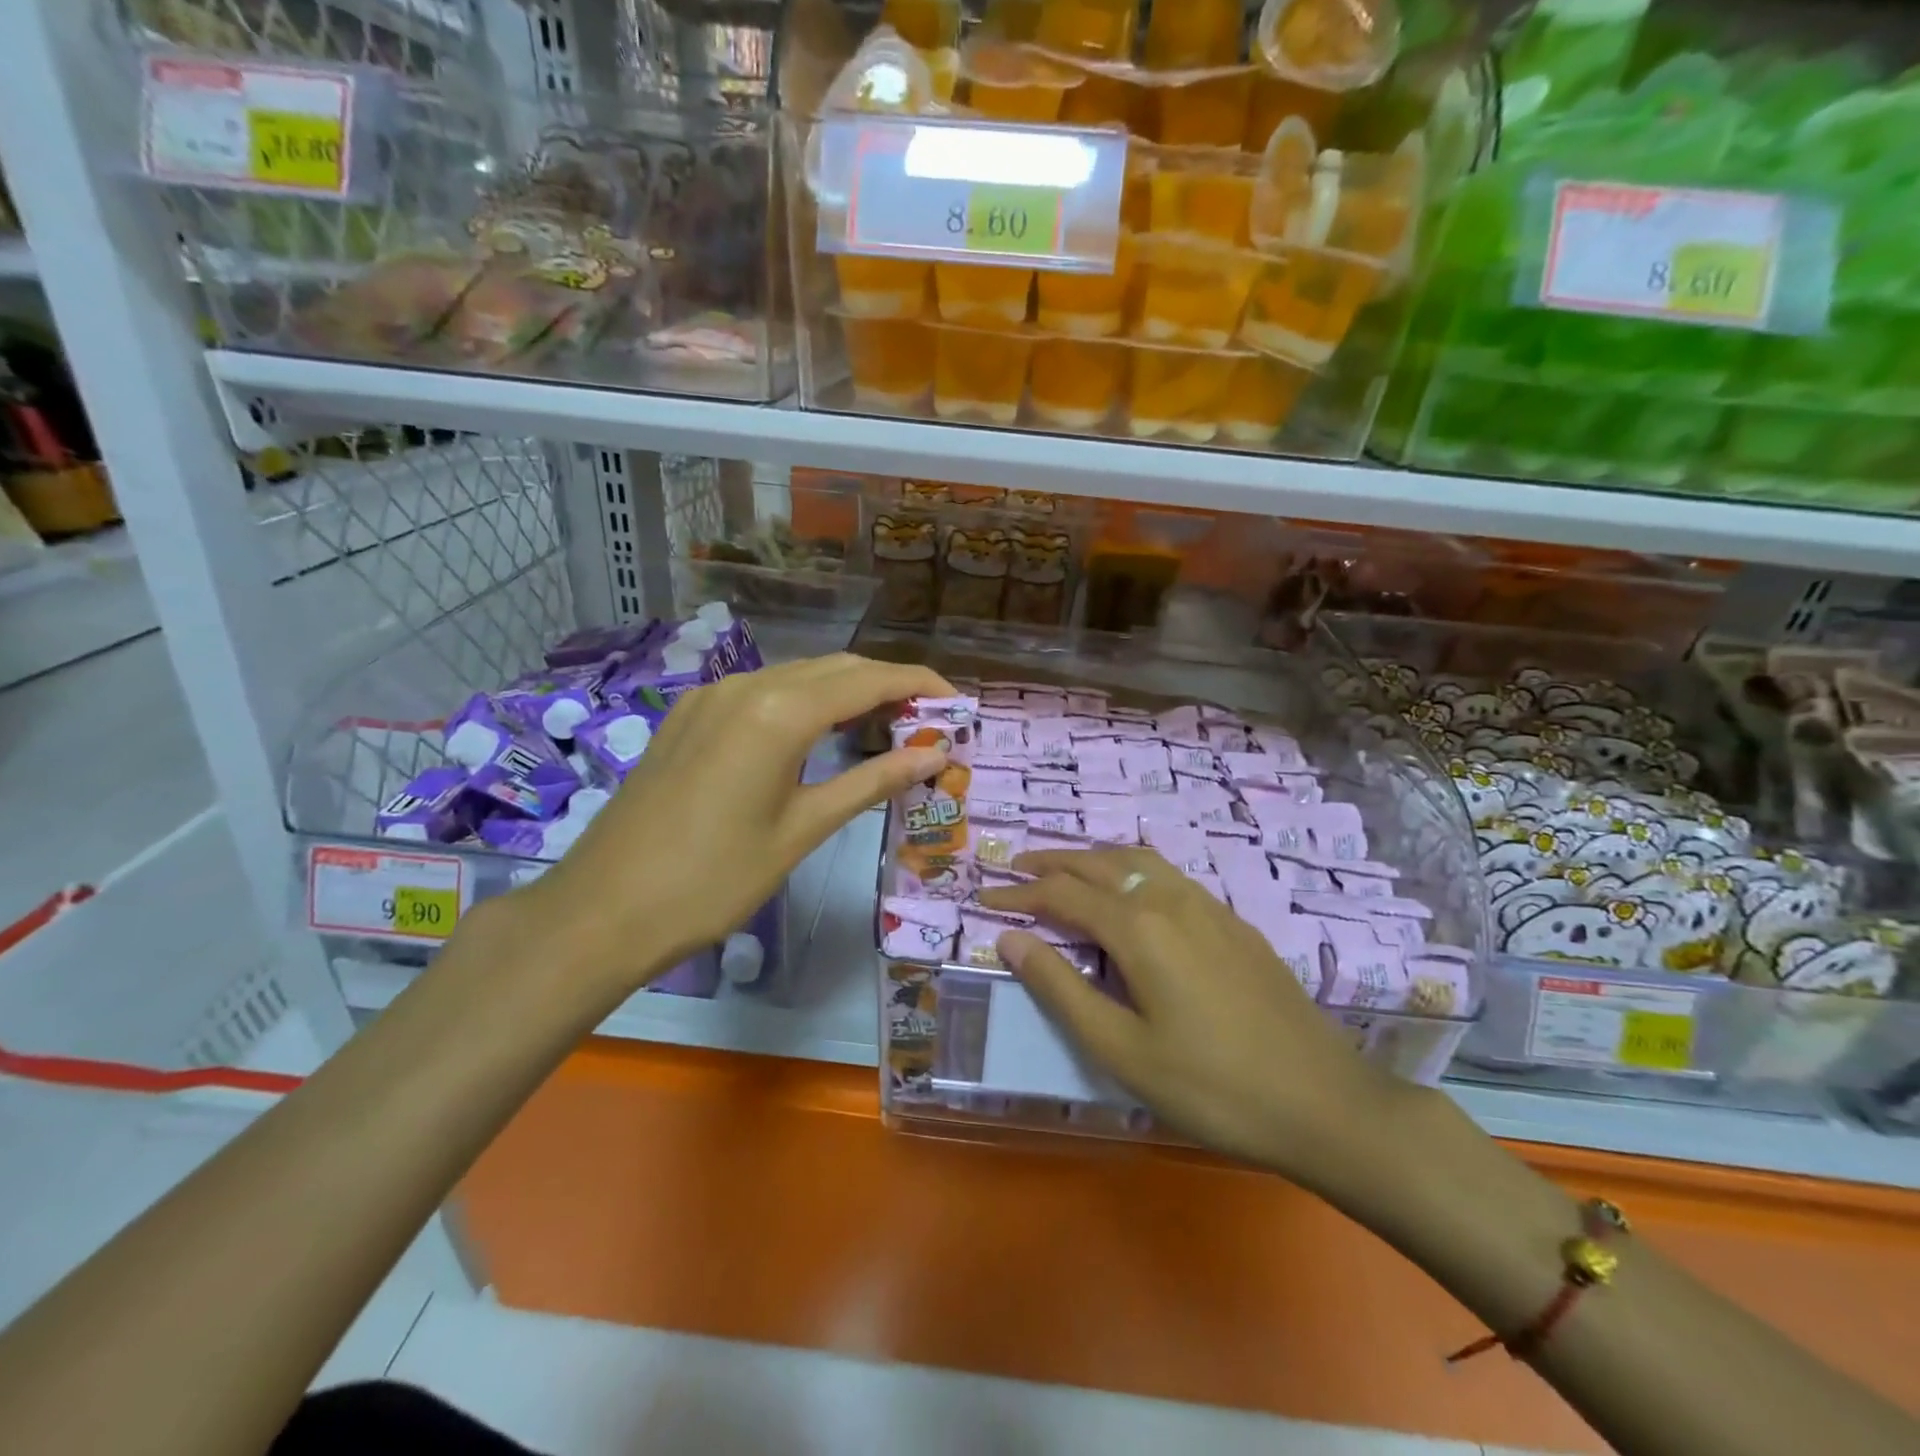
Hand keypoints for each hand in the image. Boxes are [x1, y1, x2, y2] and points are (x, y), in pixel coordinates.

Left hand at [522, 653, 951, 995]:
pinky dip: (804, 703)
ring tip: (885, 729)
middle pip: (835, 668)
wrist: (603, 910)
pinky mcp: (689, 716)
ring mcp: (710, 697)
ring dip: (846, 693)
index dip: (920, 684)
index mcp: (778, 711)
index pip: (869, 679)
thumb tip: (935, 753)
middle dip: (888, 686)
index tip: (958, 703)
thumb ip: (872, 782)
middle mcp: (744, 686)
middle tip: (928, 723)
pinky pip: (762, 693)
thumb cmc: (714, 880)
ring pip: (797, 676)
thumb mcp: (803, 830)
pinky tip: (818, 736)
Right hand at [978, 847, 1401, 1182]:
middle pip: (1099, 865)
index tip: (983, 900)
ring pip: (1138, 862)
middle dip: (1051, 863)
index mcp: (1139, 928)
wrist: (1325, 1102)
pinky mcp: (1234, 923)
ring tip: (1065, 870)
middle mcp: (1170, 900)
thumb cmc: (1212, 1086)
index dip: (1018, 895)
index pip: (1062, 895)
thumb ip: (1061, 988)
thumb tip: (1010, 939)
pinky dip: (1131, 871)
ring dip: (1094, 859)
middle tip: (1014, 868)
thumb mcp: (1121, 1050)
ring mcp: (1209, 906)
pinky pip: (1168, 876)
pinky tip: (1132, 894)